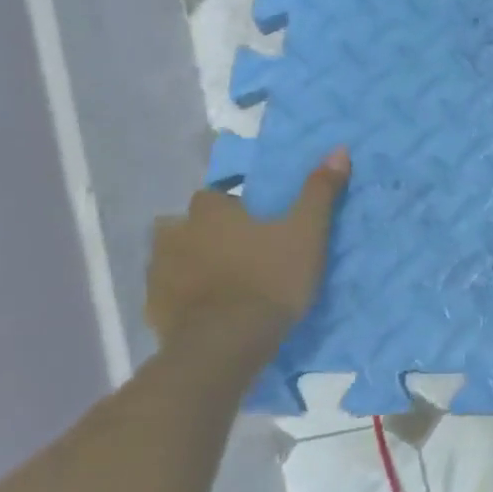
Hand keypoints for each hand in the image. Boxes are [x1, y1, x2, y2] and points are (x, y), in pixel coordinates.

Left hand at [145, 149, 349, 343]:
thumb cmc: (271, 277)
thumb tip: (338, 149)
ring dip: (190, 262)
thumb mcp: (308, 232)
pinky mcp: (154, 309)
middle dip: (204, 232)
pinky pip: (166, 293)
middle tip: (237, 248)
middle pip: (183, 225)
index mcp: (211, 213)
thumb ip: (320, 191)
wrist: (226, 342)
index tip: (253, 218)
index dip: (232, 205)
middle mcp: (176, 236)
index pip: (213, 196)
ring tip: (221, 278)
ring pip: (171, 258)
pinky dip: (182, 295)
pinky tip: (206, 308)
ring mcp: (159, 274)